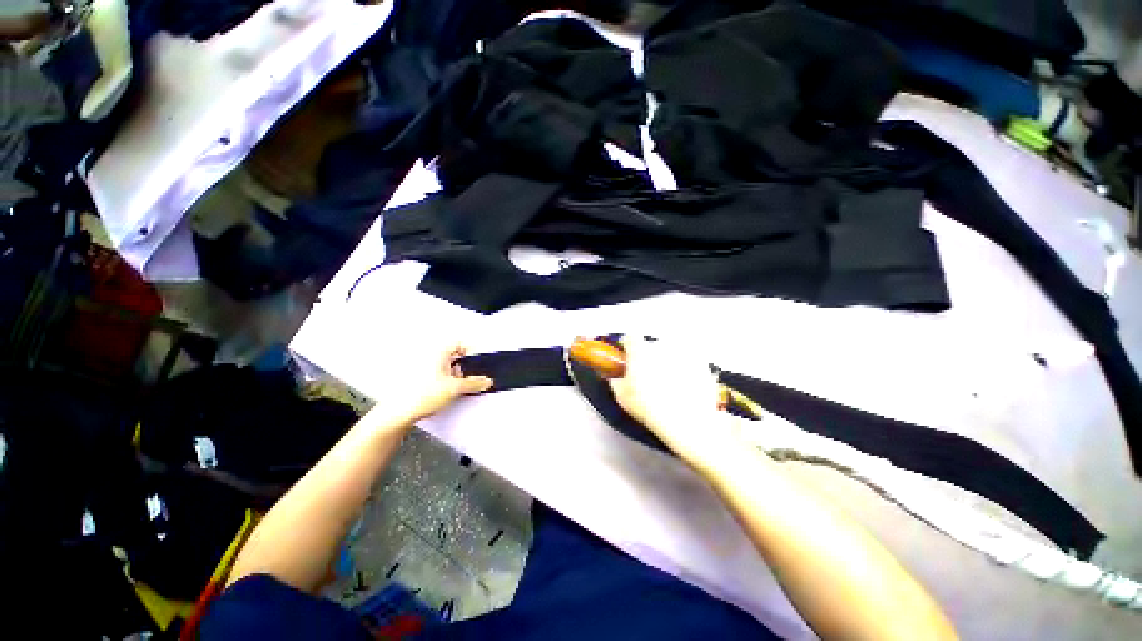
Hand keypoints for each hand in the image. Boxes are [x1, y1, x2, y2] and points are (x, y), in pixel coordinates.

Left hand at [393, 342, 493, 423]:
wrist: (398, 413)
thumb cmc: (420, 396)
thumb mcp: (455, 388)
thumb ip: (474, 383)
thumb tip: (486, 381)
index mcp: (438, 351)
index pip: (460, 342)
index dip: (471, 351)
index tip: (477, 362)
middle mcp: (428, 354)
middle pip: (453, 353)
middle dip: (463, 365)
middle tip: (467, 376)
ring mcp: (421, 365)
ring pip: (445, 363)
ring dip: (453, 373)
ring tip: (455, 386)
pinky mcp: (417, 376)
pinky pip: (436, 372)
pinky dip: (444, 379)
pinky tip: (444, 391)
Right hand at [609, 337, 738, 467]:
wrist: (686, 421)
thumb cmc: (650, 408)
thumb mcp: (622, 396)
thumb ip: (615, 380)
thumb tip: (615, 376)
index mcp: (640, 350)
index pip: (630, 338)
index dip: (627, 347)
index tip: (627, 357)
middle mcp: (662, 345)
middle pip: (651, 346)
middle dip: (648, 357)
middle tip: (647, 377)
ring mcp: (683, 353)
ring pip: (670, 353)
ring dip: (667, 363)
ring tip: (667, 385)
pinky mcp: (700, 363)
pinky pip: (688, 362)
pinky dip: (685, 371)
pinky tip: (683, 387)